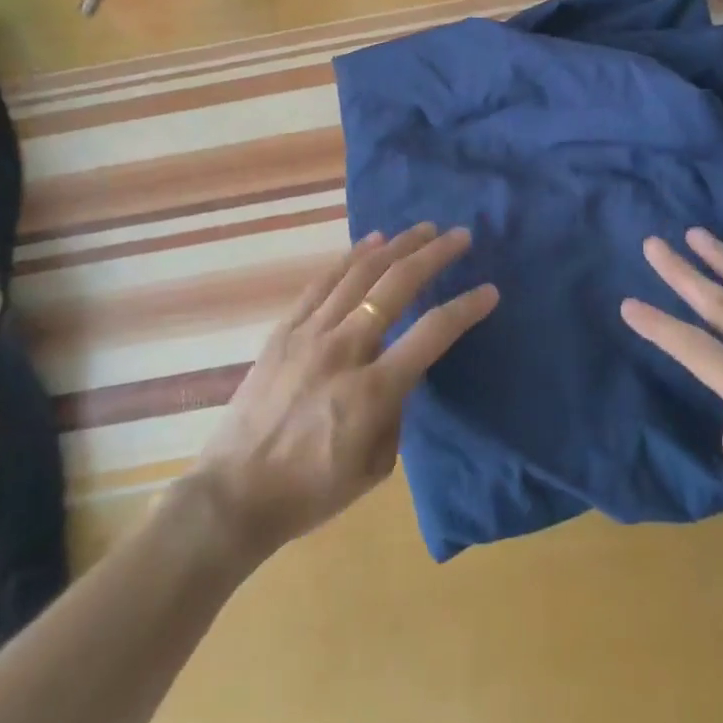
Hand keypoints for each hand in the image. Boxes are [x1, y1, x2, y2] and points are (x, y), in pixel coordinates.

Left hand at [192, 223, 496, 559]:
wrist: (234, 494)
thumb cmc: (311, 490)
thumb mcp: (375, 466)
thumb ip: (397, 411)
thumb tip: (402, 372)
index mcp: (372, 391)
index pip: (431, 334)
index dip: (465, 308)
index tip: (489, 290)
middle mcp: (344, 350)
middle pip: (396, 286)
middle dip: (434, 255)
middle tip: (459, 236)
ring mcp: (310, 334)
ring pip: (360, 274)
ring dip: (397, 246)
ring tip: (423, 228)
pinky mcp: (285, 329)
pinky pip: (323, 282)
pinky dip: (351, 257)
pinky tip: (371, 242)